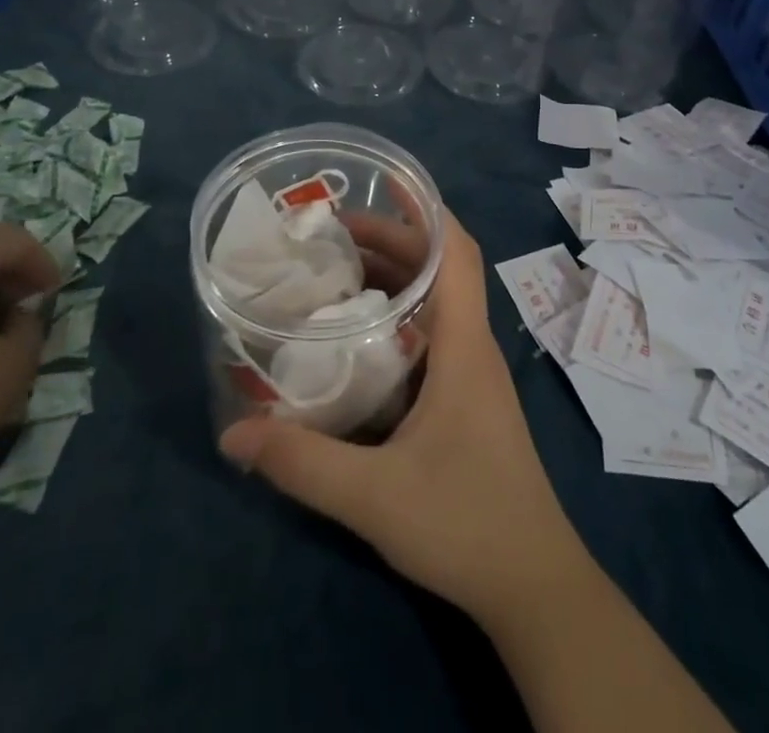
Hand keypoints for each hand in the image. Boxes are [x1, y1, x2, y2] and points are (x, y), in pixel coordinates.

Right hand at [220, 209, 589, 626]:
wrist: (533, 585)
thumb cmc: (465, 523)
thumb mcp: (373, 496)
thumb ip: (302, 463)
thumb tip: (234, 433)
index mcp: (463, 344)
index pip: (457, 251)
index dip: (426, 209)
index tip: (384, 183)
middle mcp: (471, 346)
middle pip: (439, 268)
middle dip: (392, 241)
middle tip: (332, 232)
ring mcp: (471, 374)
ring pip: (435, 302)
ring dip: (394, 278)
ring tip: (336, 271)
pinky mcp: (466, 400)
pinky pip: (431, 335)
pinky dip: (398, 318)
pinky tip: (358, 338)